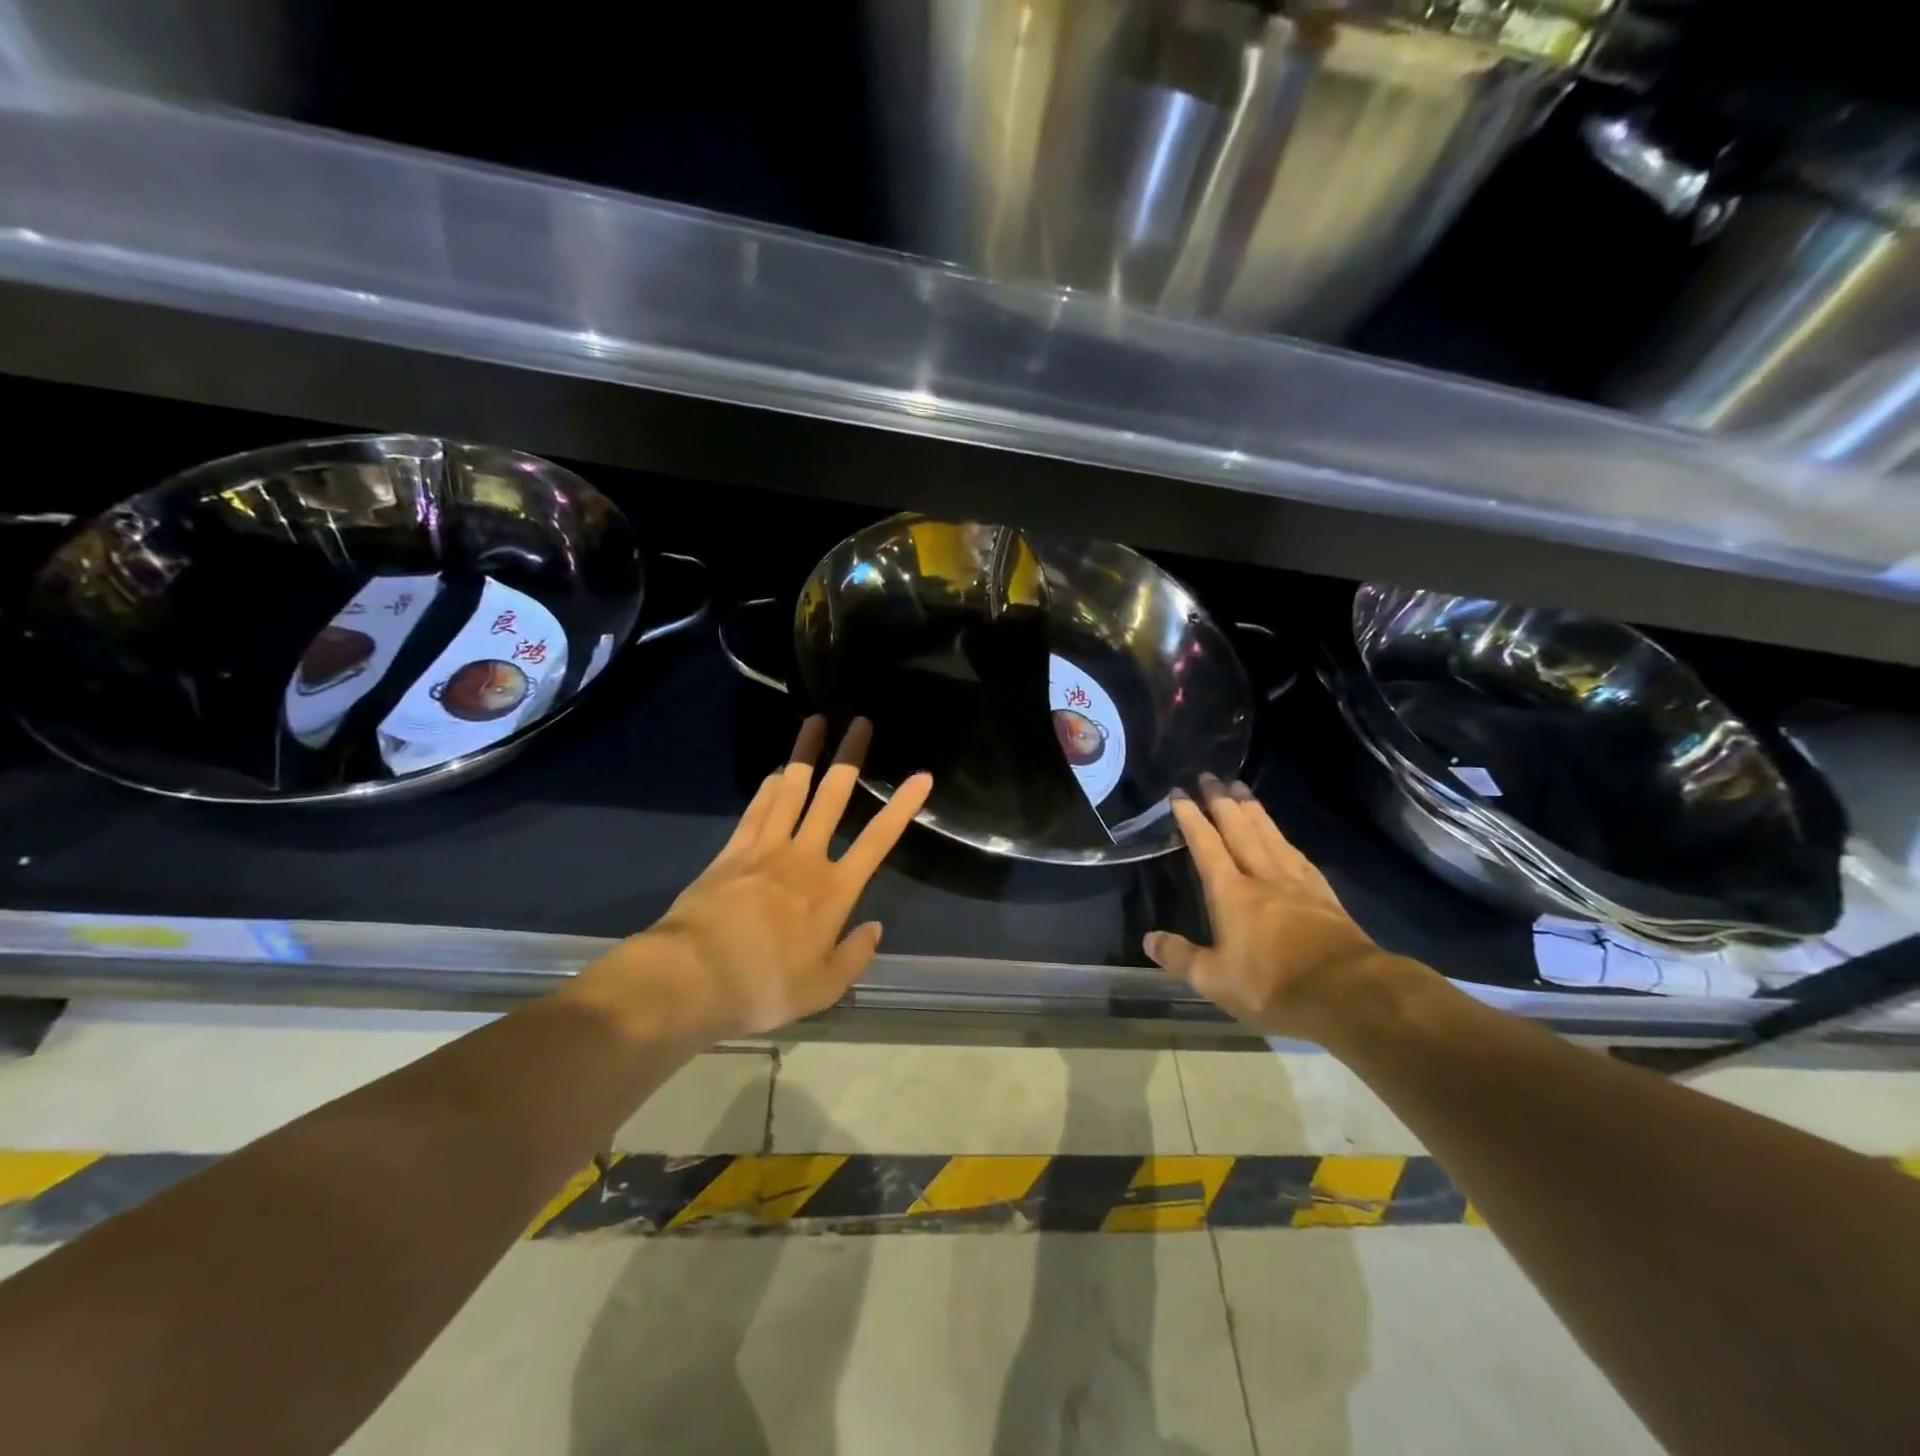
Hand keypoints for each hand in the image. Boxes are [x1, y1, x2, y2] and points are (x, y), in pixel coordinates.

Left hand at [578, 717, 931, 1043]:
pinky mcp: (731, 851)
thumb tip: (875, 928)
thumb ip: (854, 956)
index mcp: (833, 891)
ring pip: (791, 790)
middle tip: (861, 723)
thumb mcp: (823, 988)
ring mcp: (764, 849)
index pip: (877, 840)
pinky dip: (769, 787)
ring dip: (805, 755)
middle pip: (832, 798)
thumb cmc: (764, 986)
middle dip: (850, 758)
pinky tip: (777, 773)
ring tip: (815, 722)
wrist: (691, 977)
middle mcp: (804, 858)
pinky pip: (756, 810)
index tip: (920, 776)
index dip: (902, 807)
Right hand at [1145, 776, 1427, 1042]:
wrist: (1348, 992)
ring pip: (1270, 835)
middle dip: (1221, 802)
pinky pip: (1298, 856)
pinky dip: (1285, 839)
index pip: (1206, 846)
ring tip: (1241, 788)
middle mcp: (1262, 877)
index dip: (1191, 818)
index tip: (1179, 793)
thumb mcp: (1214, 980)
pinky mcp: (1324, 895)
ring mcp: (1297, 883)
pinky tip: (1284, 837)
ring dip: (1253, 810)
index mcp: (1231, 892)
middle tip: (1210, 776)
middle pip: (1239, 829)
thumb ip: (1180, 957)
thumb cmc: (1272, 984)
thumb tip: (1148, 939)